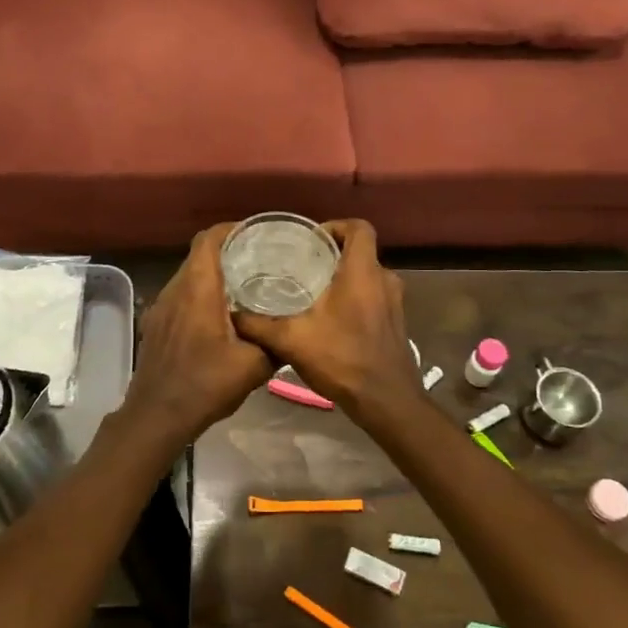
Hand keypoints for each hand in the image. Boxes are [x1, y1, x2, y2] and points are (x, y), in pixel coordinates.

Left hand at [120, 224, 273, 440]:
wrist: (157, 416)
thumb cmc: (205, 385)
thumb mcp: (254, 366)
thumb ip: (276, 342)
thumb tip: (293, 330)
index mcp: (198, 288)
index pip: (210, 238)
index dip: (232, 230)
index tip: (257, 235)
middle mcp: (175, 289)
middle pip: (199, 255)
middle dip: (228, 252)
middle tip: (260, 260)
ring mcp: (161, 307)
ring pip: (188, 276)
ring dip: (213, 275)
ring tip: (245, 285)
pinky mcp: (156, 325)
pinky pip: (180, 297)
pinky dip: (200, 295)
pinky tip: (220, 316)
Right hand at [231, 220, 423, 416]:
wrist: (386, 401)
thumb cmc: (342, 359)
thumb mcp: (292, 340)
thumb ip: (259, 325)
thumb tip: (232, 313)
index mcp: (363, 272)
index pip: (359, 227)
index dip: (335, 226)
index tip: (311, 240)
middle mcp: (384, 279)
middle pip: (360, 252)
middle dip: (333, 254)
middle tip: (302, 265)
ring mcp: (394, 302)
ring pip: (367, 276)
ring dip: (344, 278)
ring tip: (312, 291)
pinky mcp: (395, 322)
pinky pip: (374, 296)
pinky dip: (354, 298)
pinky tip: (330, 319)